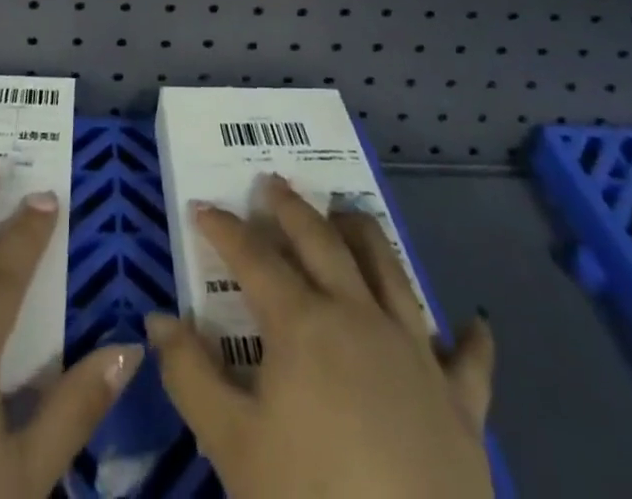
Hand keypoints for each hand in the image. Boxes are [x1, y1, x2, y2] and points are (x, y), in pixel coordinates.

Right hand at [147, 176, 495, 498]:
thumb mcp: (232, 447)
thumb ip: (191, 376)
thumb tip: (157, 317)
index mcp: (302, 323)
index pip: (254, 258)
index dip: (224, 229)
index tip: (202, 208)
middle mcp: (359, 316)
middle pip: (321, 243)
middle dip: (291, 209)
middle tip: (272, 183)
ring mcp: (415, 352)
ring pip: (389, 271)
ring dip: (364, 235)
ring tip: (347, 213)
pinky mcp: (461, 402)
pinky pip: (470, 359)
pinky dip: (470, 337)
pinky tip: (475, 322)